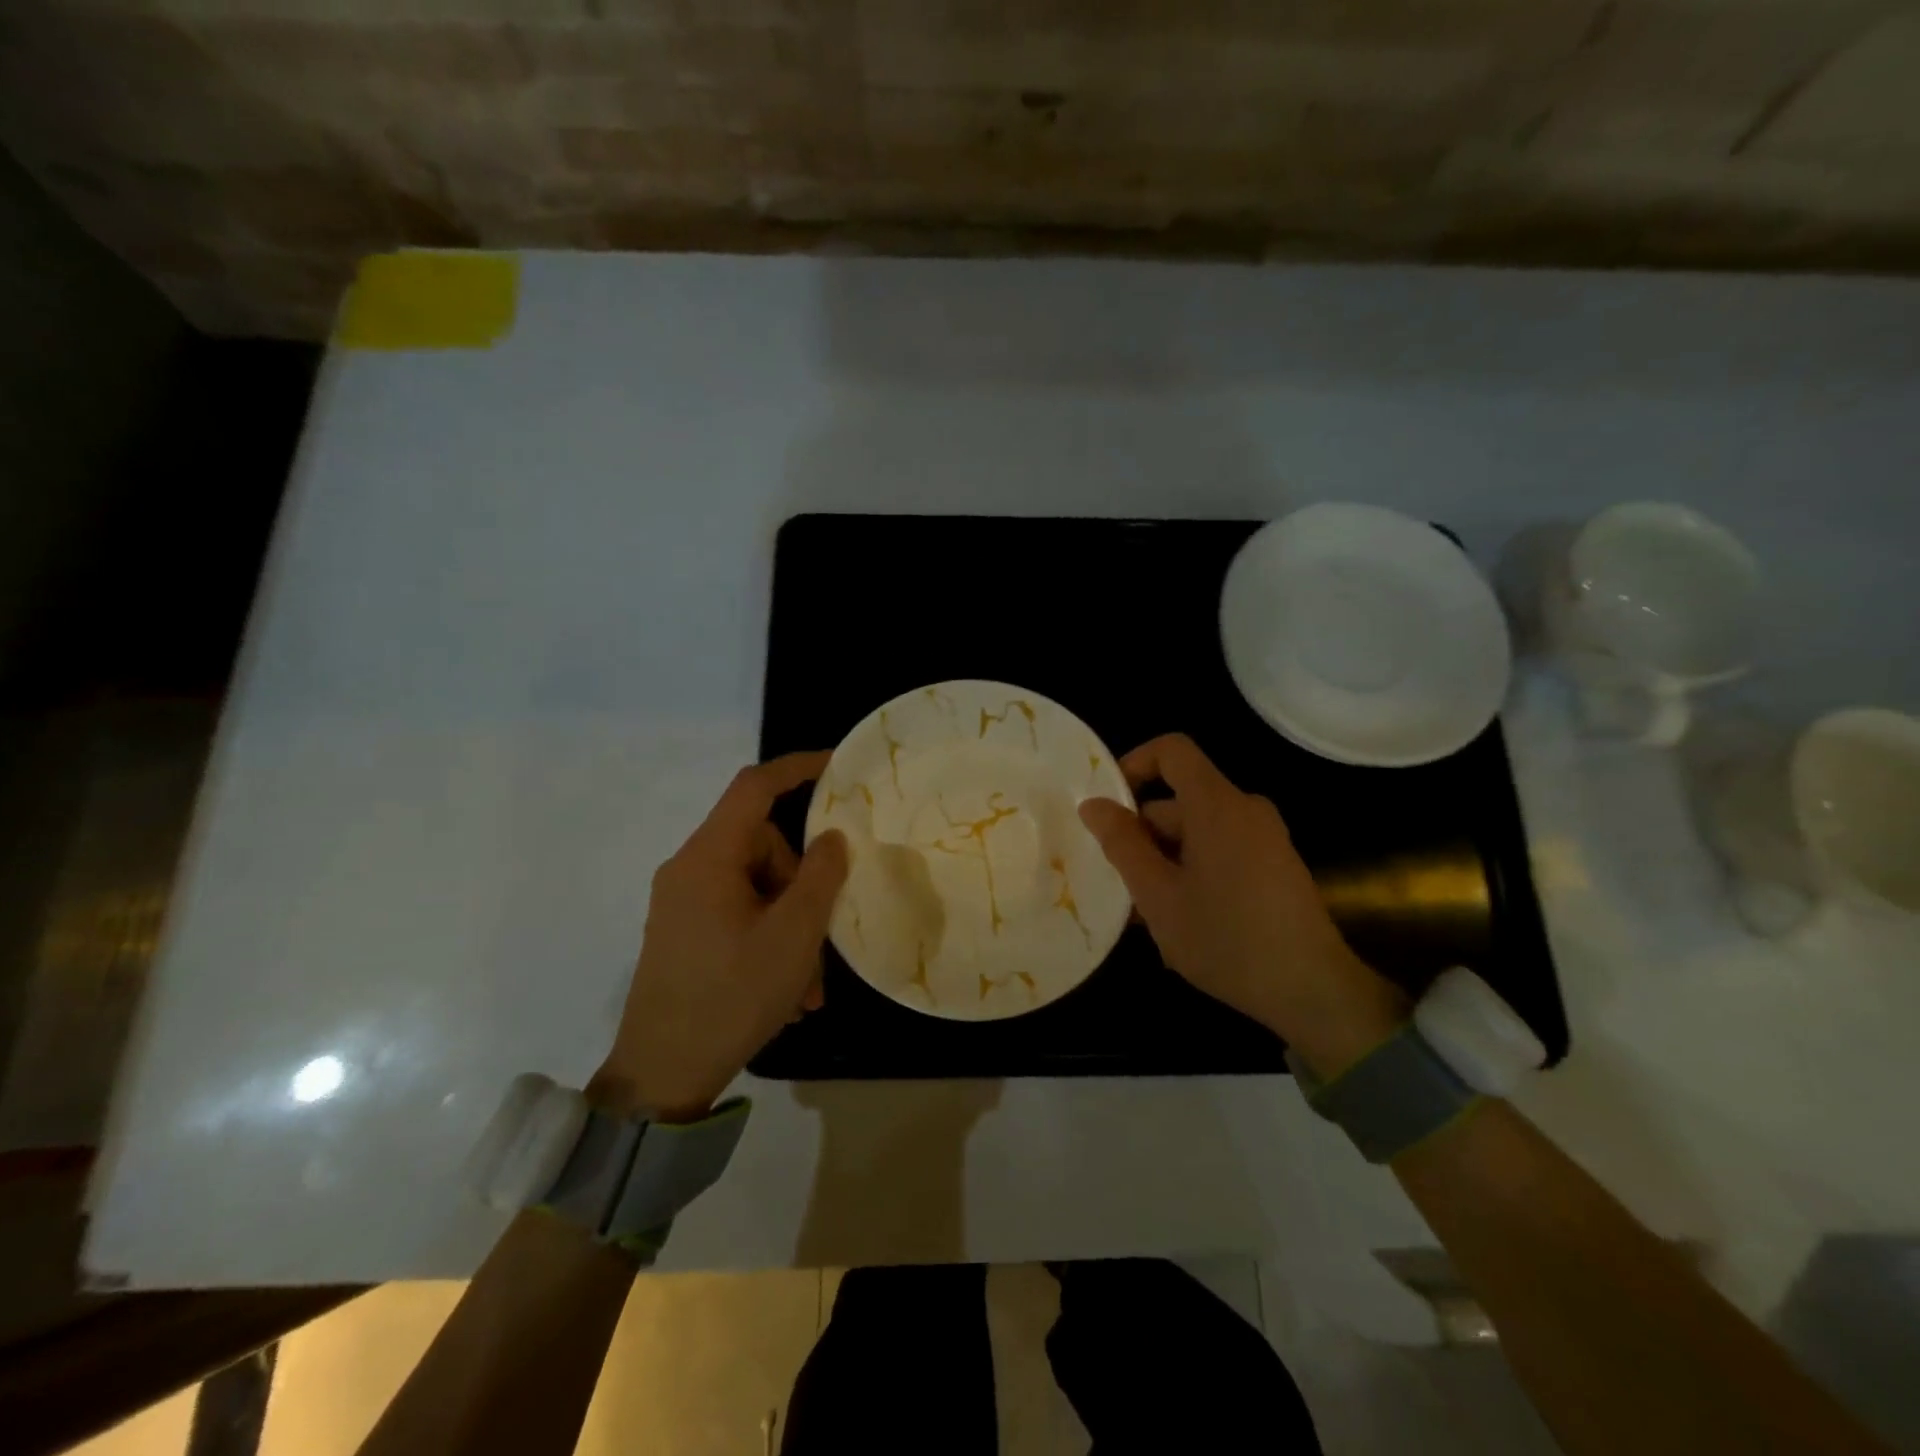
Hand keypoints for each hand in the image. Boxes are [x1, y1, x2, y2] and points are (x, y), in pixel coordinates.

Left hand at [594, 752, 847, 1122]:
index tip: (836, 767)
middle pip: (761, 846)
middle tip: (823, 937)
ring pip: (755, 887)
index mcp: (708, 858)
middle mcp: (688, 870)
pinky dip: (769, 938)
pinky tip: (788, 989)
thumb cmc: (732, 996)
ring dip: (791, 924)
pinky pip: (738, 913)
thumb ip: (820, 876)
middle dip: (802, 884)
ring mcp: (682, 903)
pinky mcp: (683, 932)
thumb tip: (830, 837)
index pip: (753, 788)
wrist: (660, 1074)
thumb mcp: (793, 935)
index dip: (796, 768)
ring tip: (808, 985)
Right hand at [1079, 733, 1406, 1078]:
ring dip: (1165, 864)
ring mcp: (1265, 838)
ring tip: (1150, 918)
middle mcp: (1245, 809)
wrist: (1313, 992)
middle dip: (1143, 837)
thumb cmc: (1226, 939)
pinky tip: (1183, 923)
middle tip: (1122, 888)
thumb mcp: (1158, 895)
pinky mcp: (1275, 865)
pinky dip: (1193, 873)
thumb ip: (1122, 844)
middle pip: (1179, 801)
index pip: (1172, 751)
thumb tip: (1093, 804)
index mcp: (1217, 805)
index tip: (1109, 807)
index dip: (1134, 764)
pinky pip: (1221, 851)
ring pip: (1196, 833)